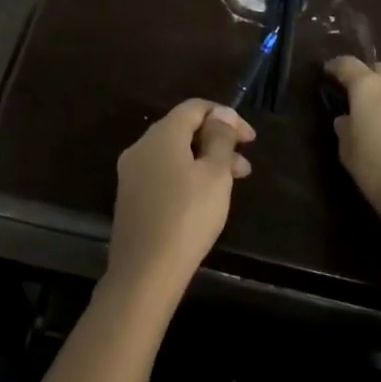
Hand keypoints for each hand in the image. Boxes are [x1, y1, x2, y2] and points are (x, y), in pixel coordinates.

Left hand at [105, 100, 254, 298]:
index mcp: (162, 134)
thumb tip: (220, 116)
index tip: (250, 139)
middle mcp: (142, 146)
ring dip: (205, 160)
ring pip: (174, 154)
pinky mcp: (130, 197)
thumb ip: (220, 139)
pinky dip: (187, 175)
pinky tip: (204, 198)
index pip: (195, 107)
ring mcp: (132, 172)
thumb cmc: (187, 217)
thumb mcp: (215, 175)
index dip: (226, 116)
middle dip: (217, 141)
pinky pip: (163, 173)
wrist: (144, 273)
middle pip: (184, 129)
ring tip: (232, 184)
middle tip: (244, 165)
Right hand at [326, 57, 380, 229]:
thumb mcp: (347, 150)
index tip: (328, 72)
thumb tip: (347, 119)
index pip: (348, 64)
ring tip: (380, 116)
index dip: (336, 66)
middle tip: (358, 95)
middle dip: (368, 77)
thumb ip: (344, 128)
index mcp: (367, 86)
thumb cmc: (375, 167)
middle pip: (379, 69)